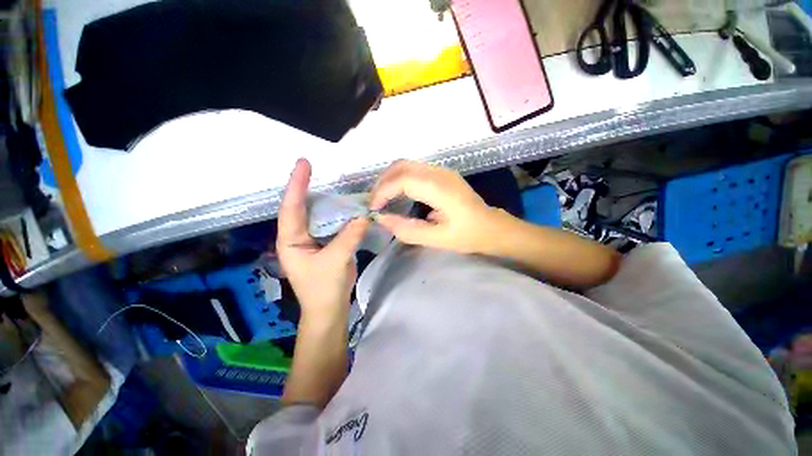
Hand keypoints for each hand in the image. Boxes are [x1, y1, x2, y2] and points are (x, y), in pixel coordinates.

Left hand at [276, 159, 368, 317]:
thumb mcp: (335, 261)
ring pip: (318, 215)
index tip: (303, 164)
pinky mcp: (327, 243)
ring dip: (327, 200)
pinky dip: (340, 214)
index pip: (291, 207)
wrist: (329, 308)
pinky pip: (332, 223)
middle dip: (308, 188)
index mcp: (291, 240)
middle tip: (317, 168)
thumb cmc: (323, 288)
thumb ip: (349, 237)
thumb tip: (365, 215)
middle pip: (302, 207)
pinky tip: (349, 206)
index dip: (296, 185)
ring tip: (336, 184)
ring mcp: (313, 239)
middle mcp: (298, 236)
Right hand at [370, 160, 502, 253]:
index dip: (383, 191)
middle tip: (374, 203)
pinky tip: (396, 194)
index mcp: (440, 188)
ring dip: (389, 179)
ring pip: (405, 165)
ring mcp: (441, 170)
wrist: (491, 226)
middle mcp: (439, 173)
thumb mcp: (437, 239)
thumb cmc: (468, 235)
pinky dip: (398, 179)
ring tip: (381, 199)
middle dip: (382, 183)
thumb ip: (408, 230)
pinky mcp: (440, 173)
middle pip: (401, 166)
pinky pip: (412, 169)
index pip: (402, 179)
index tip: (373, 208)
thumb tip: (382, 219)